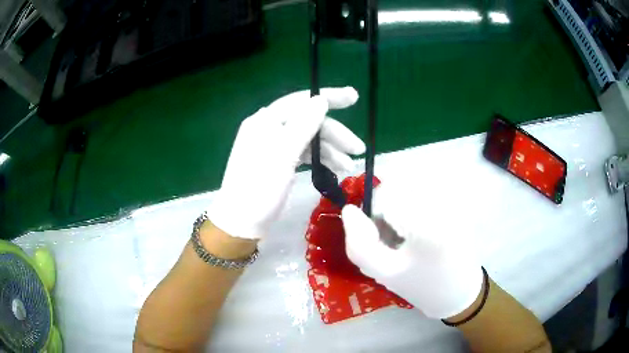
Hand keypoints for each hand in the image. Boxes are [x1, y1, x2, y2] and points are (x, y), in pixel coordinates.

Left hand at [208, 87, 365, 239]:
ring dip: (330, 149)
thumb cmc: (259, 189)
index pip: (302, 100)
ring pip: (309, 139)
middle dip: (334, 133)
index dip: (329, 97)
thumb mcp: (282, 156)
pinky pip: (304, 153)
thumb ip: (303, 125)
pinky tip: (336, 168)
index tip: (354, 97)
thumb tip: (320, 100)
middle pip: (308, 121)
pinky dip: (320, 159)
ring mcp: (274, 146)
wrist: (240, 222)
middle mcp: (269, 128)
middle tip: (358, 149)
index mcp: (266, 121)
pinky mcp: (278, 161)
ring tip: (349, 166)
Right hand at [341, 183, 482, 318]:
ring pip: (410, 186)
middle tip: (395, 239)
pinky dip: (415, 205)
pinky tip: (421, 228)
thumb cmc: (422, 287)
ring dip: (401, 205)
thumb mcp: (384, 273)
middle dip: (388, 209)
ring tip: (409, 235)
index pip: (385, 195)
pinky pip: (425, 190)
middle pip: (399, 185)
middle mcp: (443, 203)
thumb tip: (349, 210)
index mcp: (427, 223)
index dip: (374, 216)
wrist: (460, 292)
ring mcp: (453, 201)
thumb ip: (359, 245)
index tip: (381, 240)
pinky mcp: (457, 202)